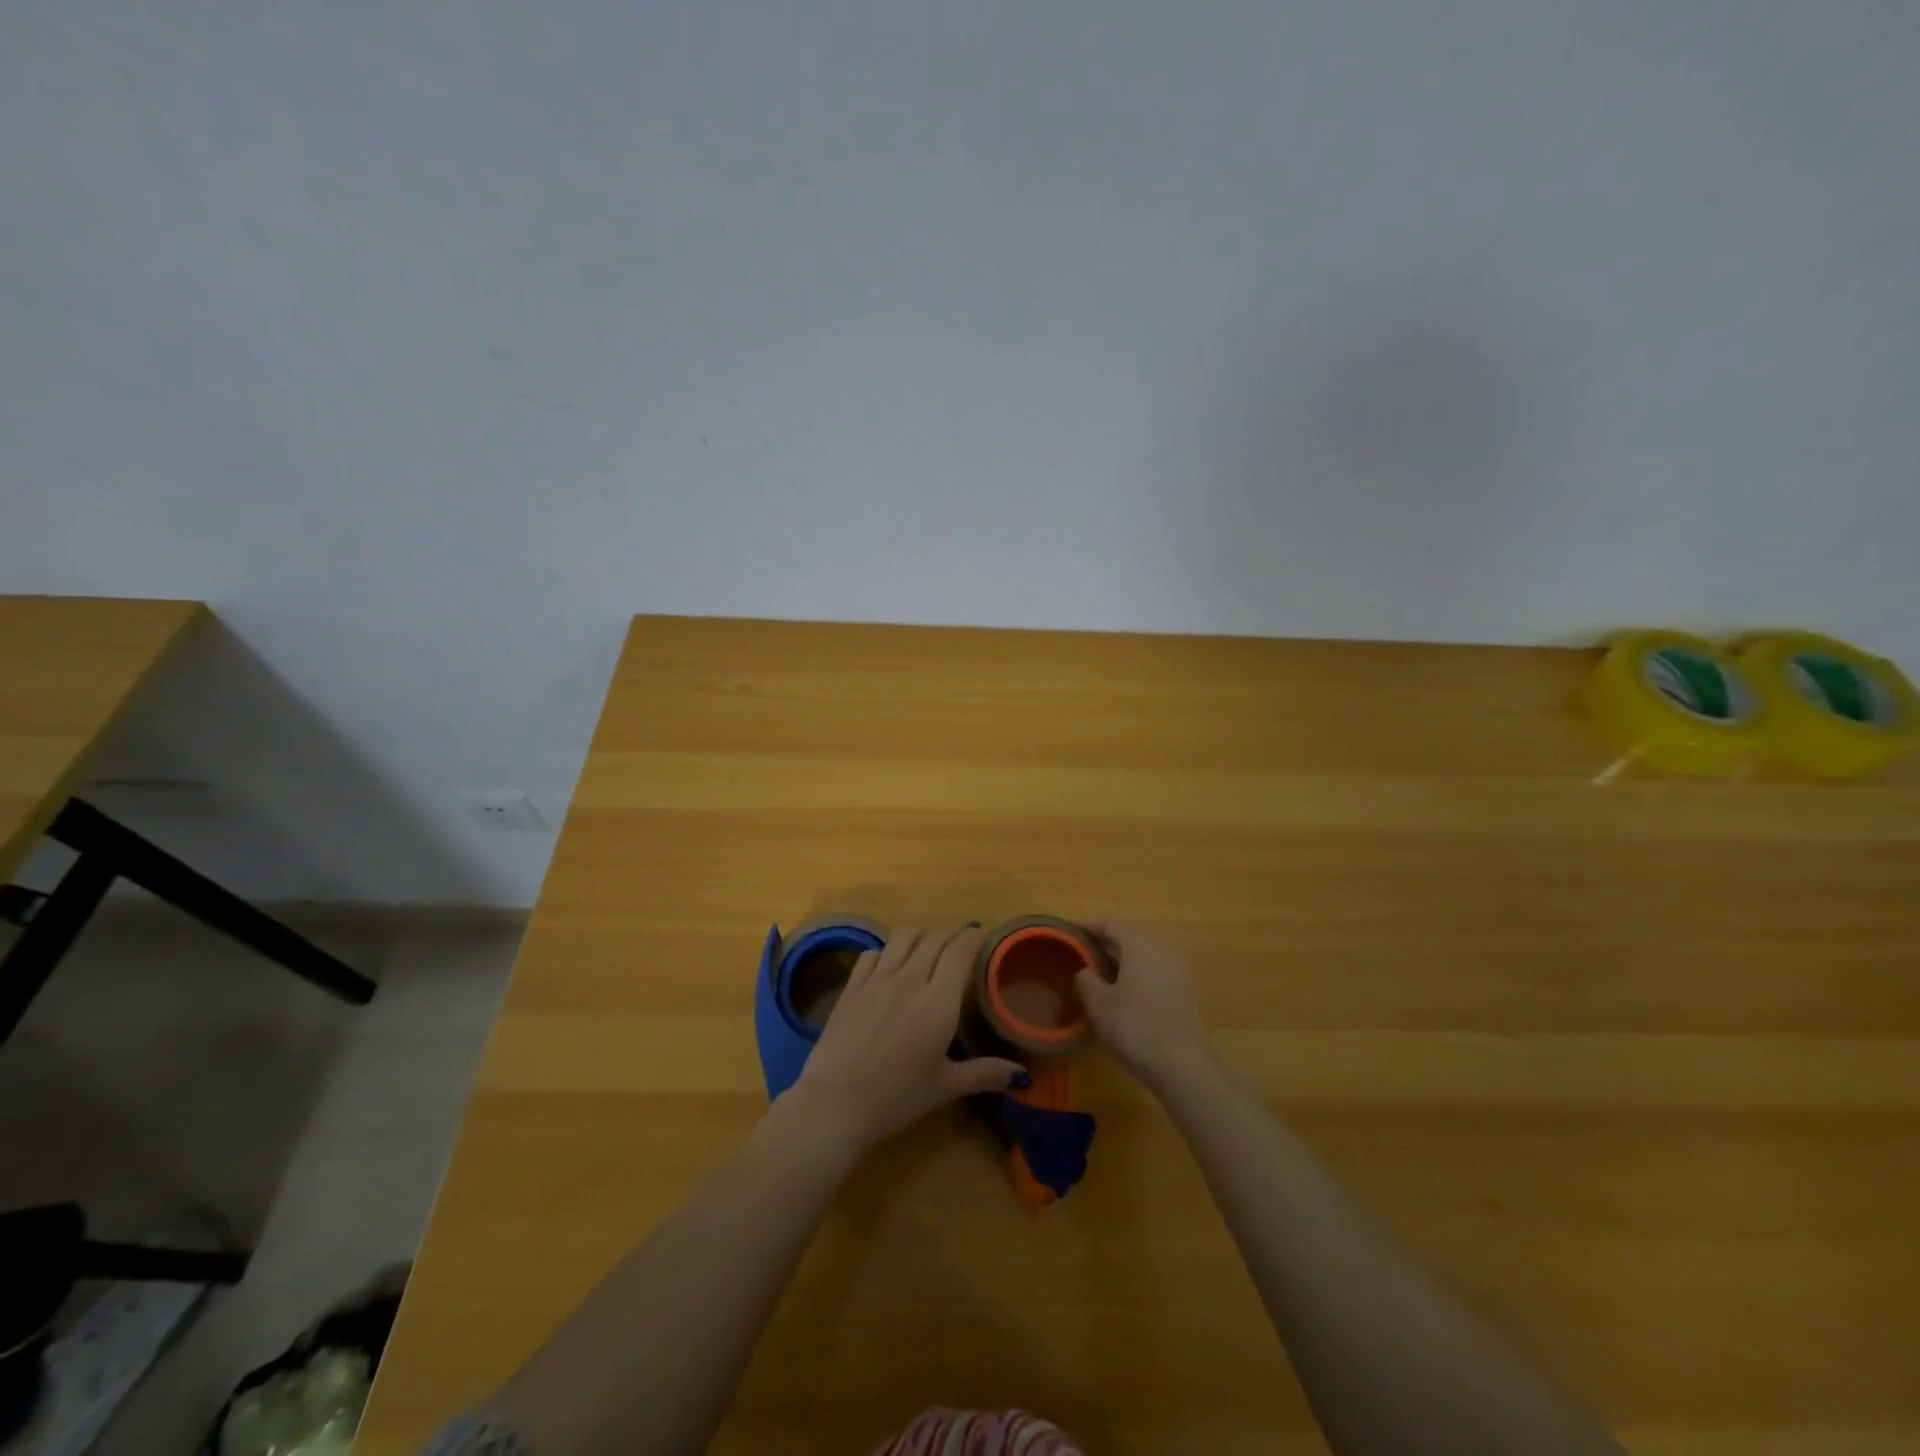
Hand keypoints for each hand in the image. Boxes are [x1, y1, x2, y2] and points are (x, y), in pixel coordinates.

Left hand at [784, 925, 1025, 1153]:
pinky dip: (889, 950)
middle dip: (953, 931)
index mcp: (938, 1002)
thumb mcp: (945, 1087)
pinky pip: (874, 952)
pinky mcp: (852, 986)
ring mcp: (877, 979)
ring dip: (922, 933)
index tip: (983, 935)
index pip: (960, 951)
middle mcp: (909, 980)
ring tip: (930, 943)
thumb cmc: (896, 1099)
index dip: (973, 937)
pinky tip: (892, 962)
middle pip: (935, 937)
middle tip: (964, 937)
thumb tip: (1023, 1076)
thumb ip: (985, 1073)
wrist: (835, 1104)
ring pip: (904, 936)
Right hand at [1074, 921, 1212, 1088]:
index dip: (1086, 926)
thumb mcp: (1098, 1003)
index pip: (1109, 923)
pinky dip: (1134, 973)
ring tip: (1096, 972)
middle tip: (1078, 953)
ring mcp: (1177, 968)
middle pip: (1128, 936)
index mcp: (1139, 943)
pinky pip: (1153, 970)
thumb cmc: (1134, 1026)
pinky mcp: (1184, 990)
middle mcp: (1161, 947)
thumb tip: (1085, 971)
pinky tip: (1120, 992)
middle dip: (1103, 942)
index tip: (1066, 931)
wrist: (1181, 1064)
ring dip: (1119, 959)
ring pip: (1142, 954)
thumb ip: (1086, 979)